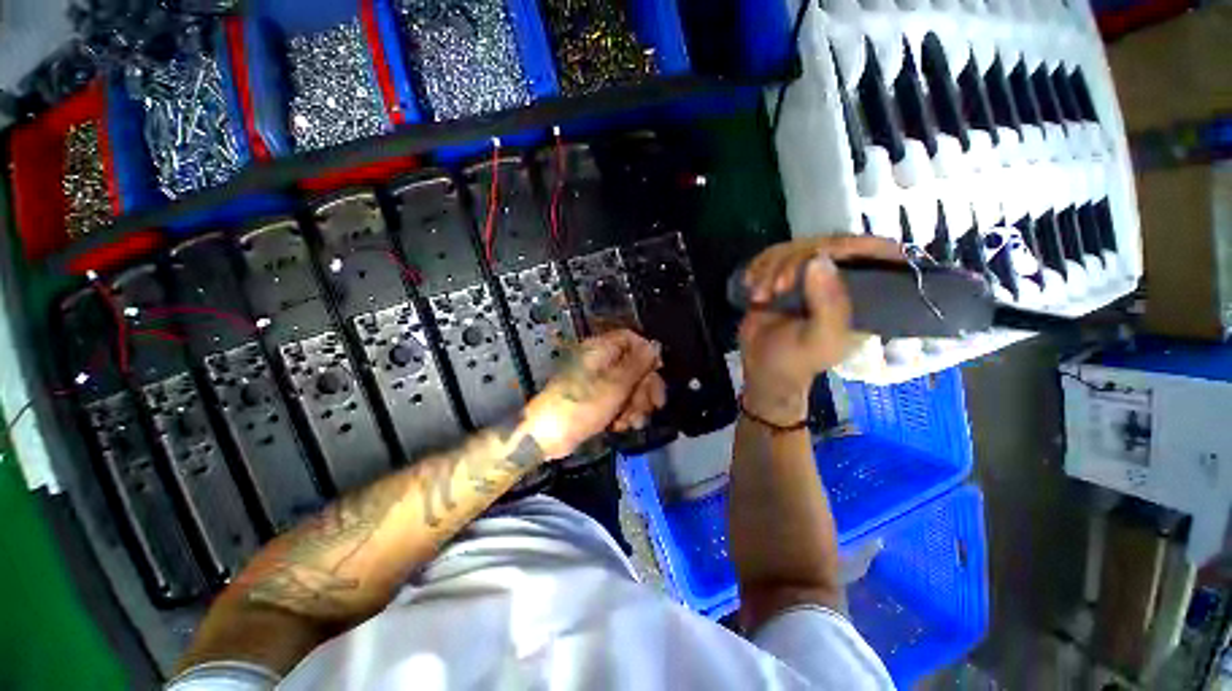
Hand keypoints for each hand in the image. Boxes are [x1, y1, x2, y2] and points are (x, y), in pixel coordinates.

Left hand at [524, 330, 666, 459]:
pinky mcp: (597, 399)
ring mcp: (598, 381)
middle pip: (635, 365)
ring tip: (629, 422)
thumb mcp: (615, 384)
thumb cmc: (580, 406)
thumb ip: (638, 364)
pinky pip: (619, 400)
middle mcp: (601, 361)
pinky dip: (624, 412)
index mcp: (601, 349)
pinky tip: (620, 425)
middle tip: (651, 406)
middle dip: (645, 388)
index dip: (647, 355)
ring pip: (630, 386)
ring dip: (636, 405)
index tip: (656, 373)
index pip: (631, 339)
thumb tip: (655, 345)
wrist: (547, 436)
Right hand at [739, 236, 902, 424]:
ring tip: (760, 296)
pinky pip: (773, 255)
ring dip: (770, 268)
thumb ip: (828, 304)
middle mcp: (840, 281)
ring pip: (795, 247)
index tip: (823, 254)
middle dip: (795, 261)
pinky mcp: (782, 277)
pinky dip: (758, 266)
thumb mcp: (820, 339)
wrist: (760, 367)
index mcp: (863, 296)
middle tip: (778, 288)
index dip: (854, 246)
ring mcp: (809, 277)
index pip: (876, 254)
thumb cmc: (796, 360)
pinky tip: (751, 284)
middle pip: (827, 243)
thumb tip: (820, 259)